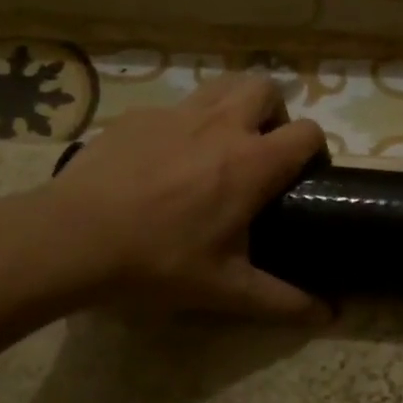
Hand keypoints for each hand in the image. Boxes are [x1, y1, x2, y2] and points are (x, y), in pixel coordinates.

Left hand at [34, 73, 328, 318]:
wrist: (72, 238)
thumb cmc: (159, 262)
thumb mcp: (227, 290)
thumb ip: (284, 301)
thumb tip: (329, 316)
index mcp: (252, 162)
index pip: (307, 132)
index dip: (314, 150)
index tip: (303, 176)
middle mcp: (221, 125)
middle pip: (266, 89)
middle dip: (275, 113)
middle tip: (261, 153)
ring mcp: (175, 114)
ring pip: (222, 85)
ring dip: (234, 106)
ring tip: (220, 147)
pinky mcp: (137, 116)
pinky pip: (175, 107)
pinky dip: (185, 124)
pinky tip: (164, 162)